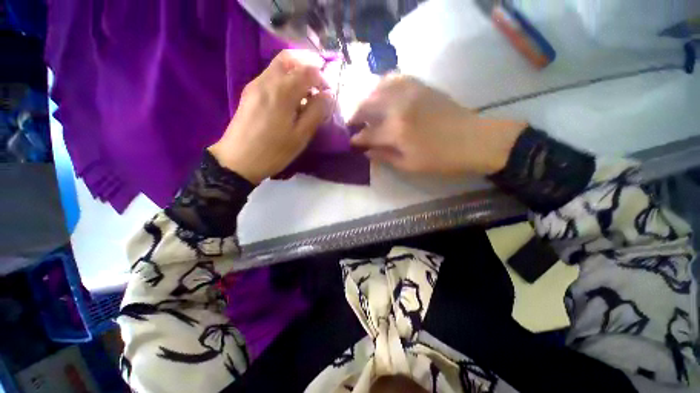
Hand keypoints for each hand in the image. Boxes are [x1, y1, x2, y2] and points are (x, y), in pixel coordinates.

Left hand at [209, 50, 333, 183]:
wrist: (238, 160)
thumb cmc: (274, 151)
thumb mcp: (300, 136)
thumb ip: (316, 113)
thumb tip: (328, 95)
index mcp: (282, 92)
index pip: (307, 71)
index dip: (322, 79)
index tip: (328, 95)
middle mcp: (267, 81)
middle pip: (289, 58)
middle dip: (307, 66)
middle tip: (318, 84)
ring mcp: (255, 85)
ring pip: (278, 66)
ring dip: (296, 73)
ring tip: (306, 93)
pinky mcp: (249, 93)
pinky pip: (270, 76)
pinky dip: (284, 79)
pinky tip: (290, 98)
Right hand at [349, 75, 525, 175]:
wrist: (473, 140)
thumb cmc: (440, 159)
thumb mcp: (409, 165)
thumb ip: (384, 156)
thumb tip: (366, 151)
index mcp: (396, 130)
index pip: (367, 133)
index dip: (357, 139)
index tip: (351, 142)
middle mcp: (399, 105)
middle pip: (367, 105)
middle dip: (355, 115)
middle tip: (352, 124)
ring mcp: (410, 91)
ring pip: (377, 87)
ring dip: (366, 98)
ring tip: (365, 109)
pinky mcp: (420, 85)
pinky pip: (395, 77)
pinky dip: (383, 85)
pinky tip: (382, 93)